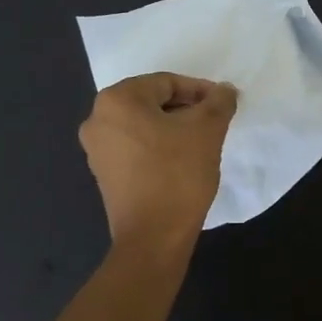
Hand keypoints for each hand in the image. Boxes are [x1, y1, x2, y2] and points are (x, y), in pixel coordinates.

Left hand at [79, 74, 237, 246]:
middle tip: (214, 121)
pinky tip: (182, 160)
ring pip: (144, 124)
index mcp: (117, 100)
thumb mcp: (207, 130)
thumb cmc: (178, 174)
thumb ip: (218, 102)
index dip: (199, 90)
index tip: (223, 105)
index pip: (166, 82)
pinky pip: (135, 146)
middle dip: (186, 108)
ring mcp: (96, 148)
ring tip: (202, 141)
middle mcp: (97, 119)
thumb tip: (225, 90)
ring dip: (173, 127)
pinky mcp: (103, 173)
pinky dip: (158, 145)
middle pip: (152, 101)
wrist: (153, 237)